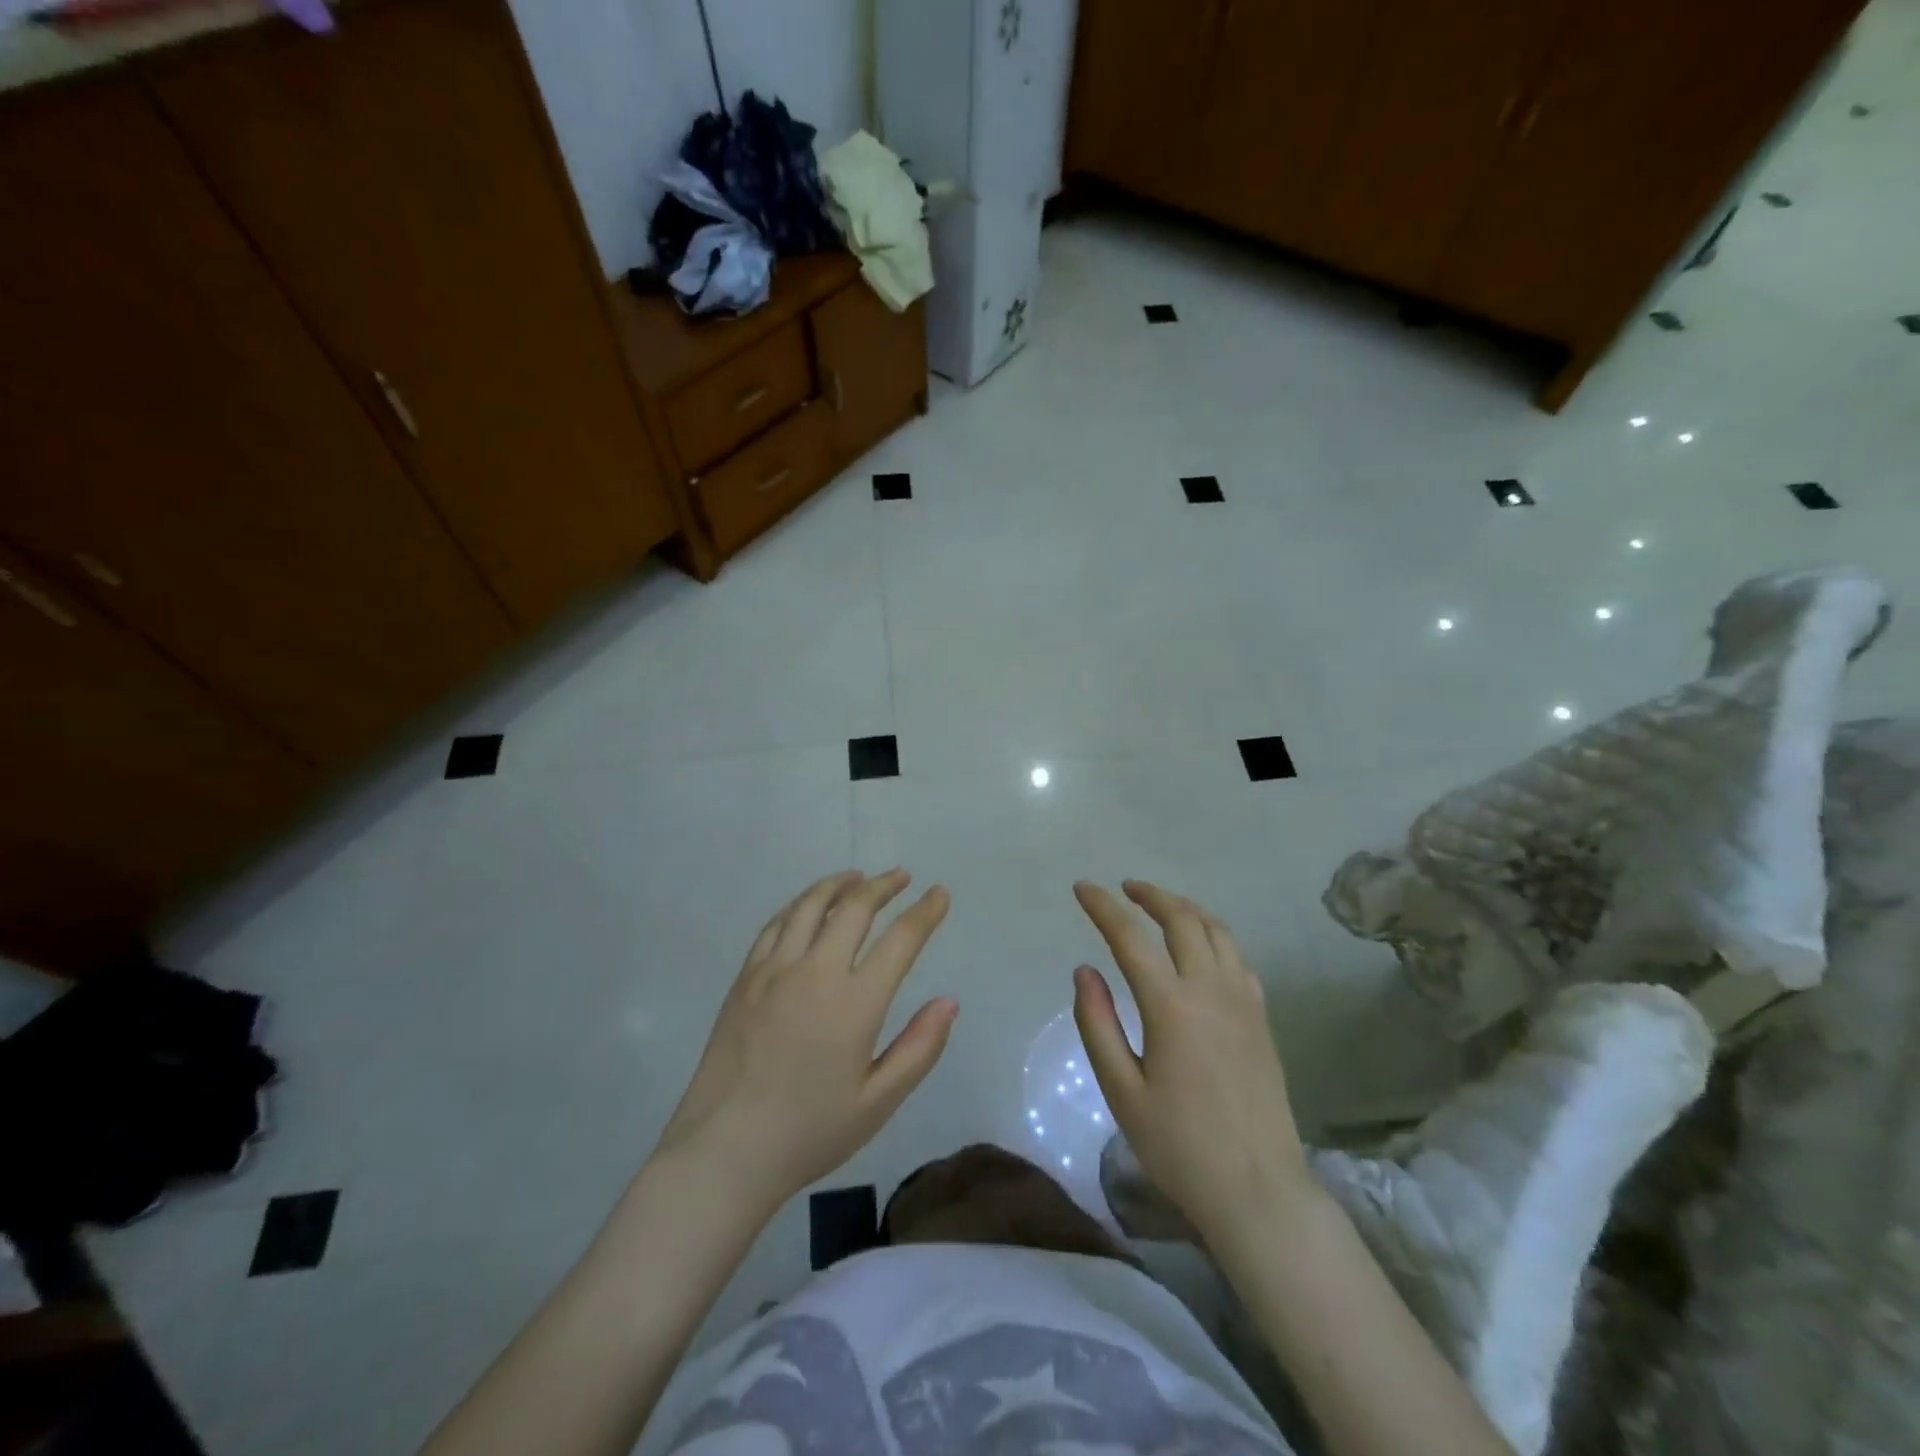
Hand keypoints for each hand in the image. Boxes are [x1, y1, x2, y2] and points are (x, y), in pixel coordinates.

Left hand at [655, 870, 955, 1211]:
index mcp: (855, 1003)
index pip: (900, 940)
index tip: (940, 894)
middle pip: (854, 908)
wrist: (724, 1151)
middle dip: (883, 886)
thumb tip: (949, 1002)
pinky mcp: (745, 979)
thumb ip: (919, 1048)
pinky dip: (799, 905)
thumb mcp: (877, 1102)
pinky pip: (775, 925)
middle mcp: (815, 972)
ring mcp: (774, 971)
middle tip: (901, 877)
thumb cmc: (809, 1132)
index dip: (925, 912)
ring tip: (857, 878)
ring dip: (839, 885)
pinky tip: (807, 906)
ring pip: (810, 906)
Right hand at [1072, 880, 1312, 1247]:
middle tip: (1124, 889)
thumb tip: (1085, 970)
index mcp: (1171, 1006)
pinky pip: (1238, 956)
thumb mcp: (1122, 1091)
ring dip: (1185, 908)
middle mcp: (1211, 990)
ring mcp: (1244, 1001)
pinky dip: (1214, 935)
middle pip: (1182, 919)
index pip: (1131, 937)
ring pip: (1217, 931)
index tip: (1082, 887)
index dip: (1104, 907)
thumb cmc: (1179, 1146)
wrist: (1259, 1190)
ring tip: (1160, 906)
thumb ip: (1098, 1024)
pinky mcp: (1261, 1018)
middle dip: (1150, 895)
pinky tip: (1201, 947)